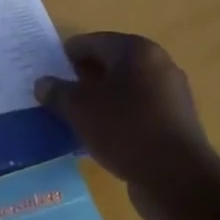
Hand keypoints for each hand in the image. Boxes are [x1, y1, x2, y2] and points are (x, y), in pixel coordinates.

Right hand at [35, 33, 217, 219]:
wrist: (176, 178)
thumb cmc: (124, 129)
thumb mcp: (79, 108)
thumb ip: (57, 92)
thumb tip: (43, 83)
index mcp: (137, 51)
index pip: (93, 42)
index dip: (68, 54)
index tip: (48, 70)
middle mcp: (159, 65)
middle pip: (112, 64)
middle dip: (84, 77)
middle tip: (58, 94)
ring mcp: (171, 96)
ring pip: (125, 90)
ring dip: (100, 99)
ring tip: (75, 117)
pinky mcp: (175, 124)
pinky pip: (138, 112)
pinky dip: (117, 118)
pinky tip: (100, 136)